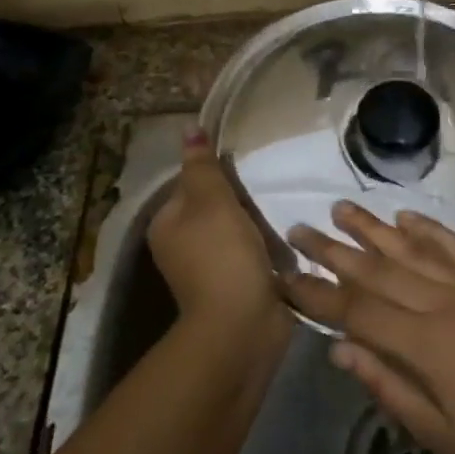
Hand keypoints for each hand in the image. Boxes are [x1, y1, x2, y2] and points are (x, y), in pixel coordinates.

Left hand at [147, 130, 286, 350]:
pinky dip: (267, 246)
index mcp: (167, 225)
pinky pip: (252, 254)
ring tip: (284, 208)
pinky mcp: (236, 285)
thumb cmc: (222, 256)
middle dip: (242, 199)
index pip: (191, 184)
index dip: (218, 174)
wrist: (243, 324)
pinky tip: (287, 238)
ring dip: (258, 222)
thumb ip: (203, 166)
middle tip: (271, 187)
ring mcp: (209, 269)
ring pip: (236, 230)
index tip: (247, 170)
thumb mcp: (212, 201)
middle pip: (214, 207)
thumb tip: (189, 128)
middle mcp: (182, 246)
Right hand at [285, 203, 454, 453]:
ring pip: (416, 249)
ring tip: (343, 208)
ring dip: (375, 228)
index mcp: (426, 343)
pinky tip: (408, 218)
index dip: (316, 293)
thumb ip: (386, 385)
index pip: (356, 310)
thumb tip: (339, 348)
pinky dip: (431, 230)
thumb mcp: (436, 433)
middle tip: (300, 227)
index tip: (284, 276)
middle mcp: (446, 303)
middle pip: (379, 270)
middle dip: (334, 249)